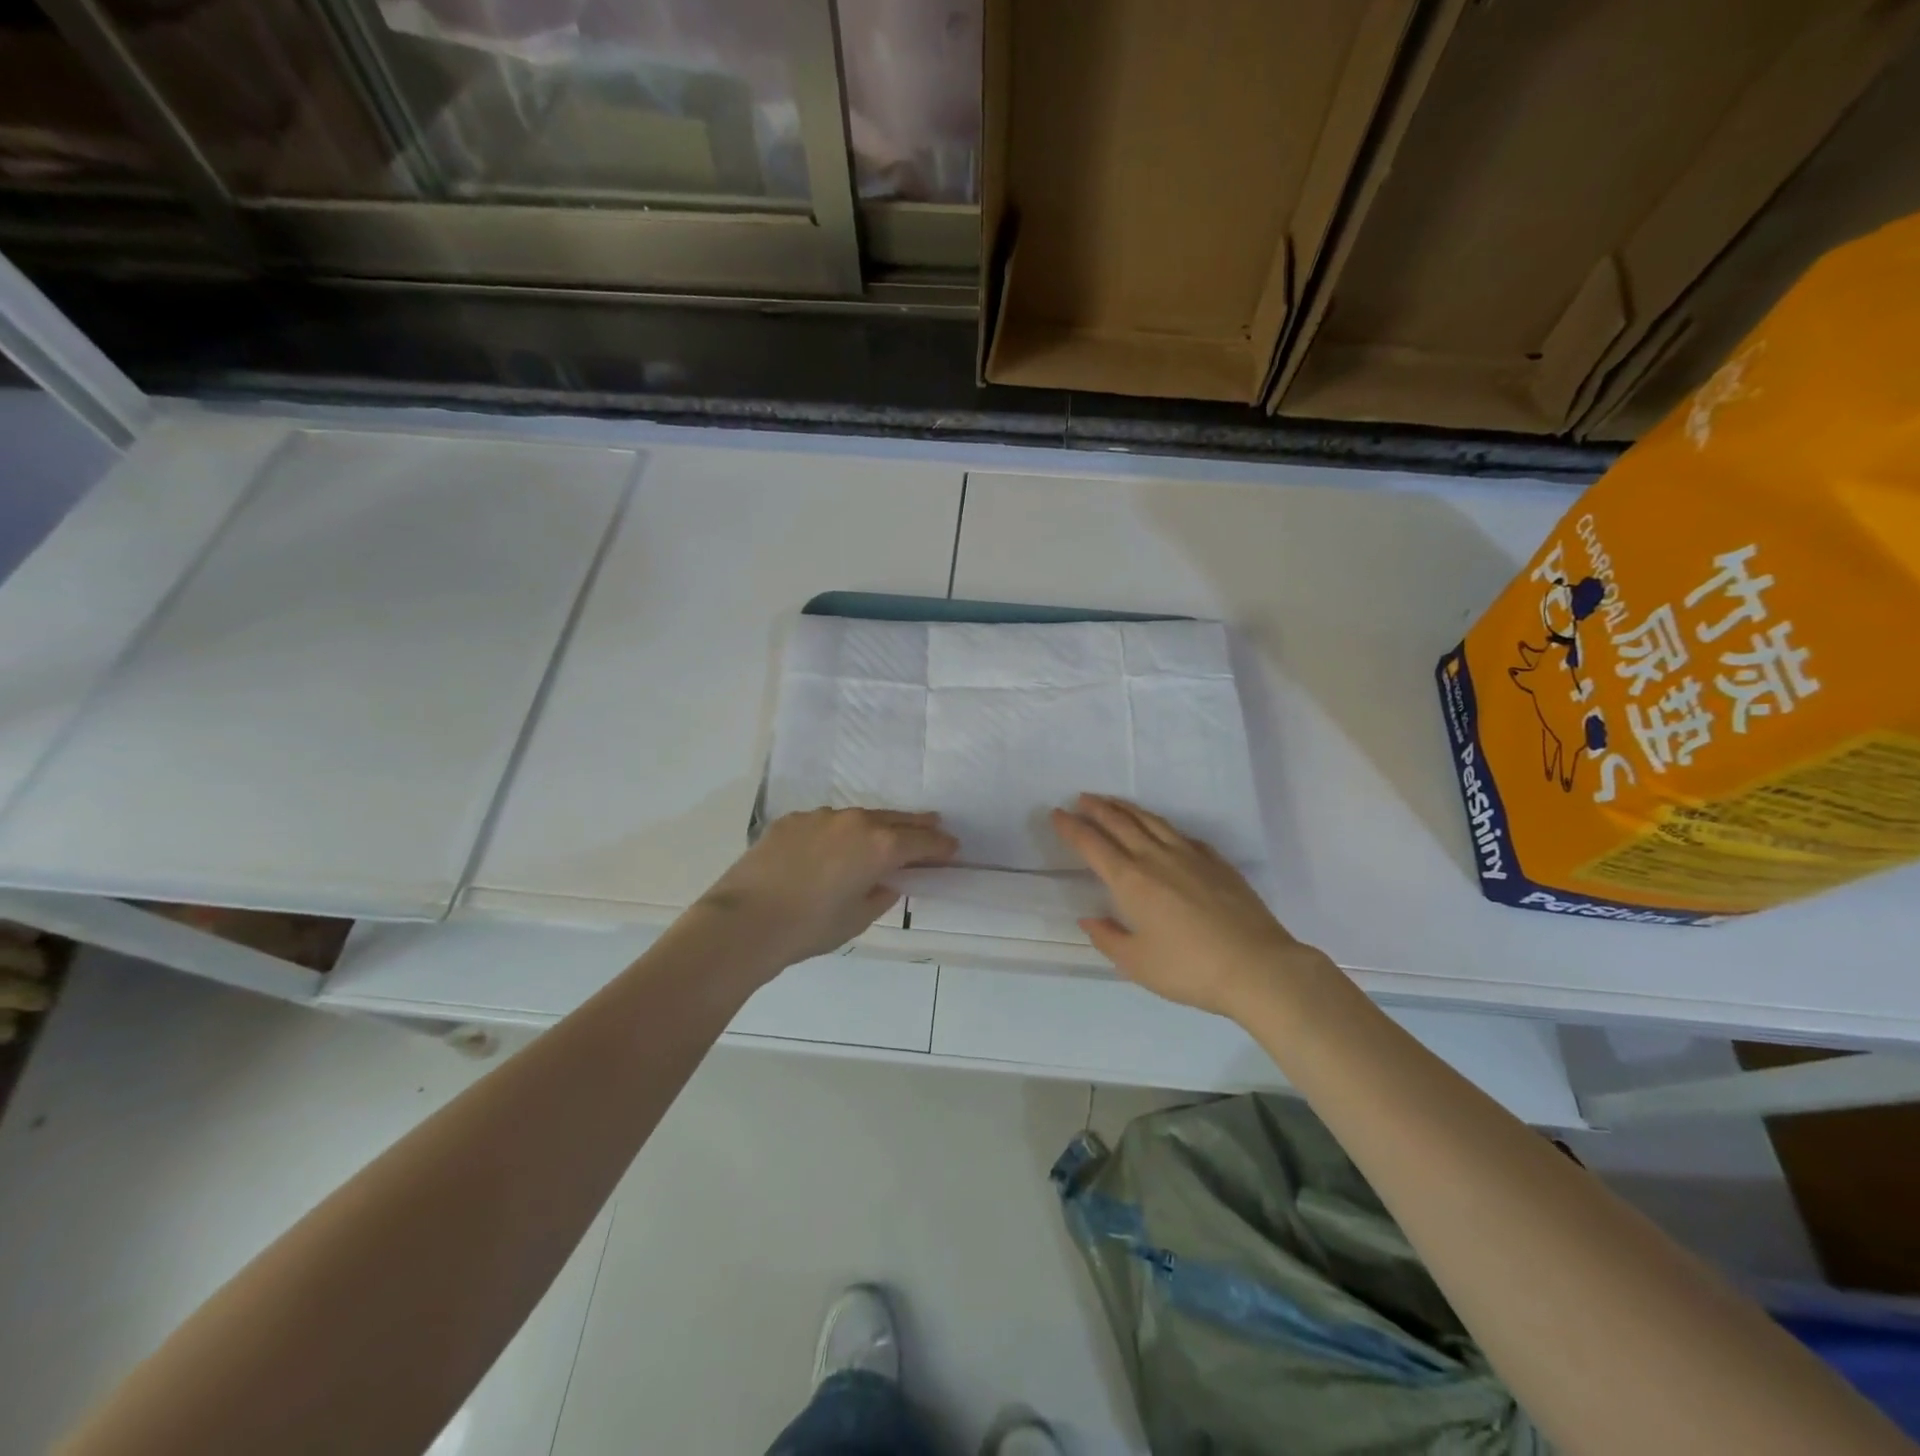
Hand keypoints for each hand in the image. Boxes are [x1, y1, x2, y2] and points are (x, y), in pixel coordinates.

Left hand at [697, 808, 957, 968]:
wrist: (744, 921)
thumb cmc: (809, 928)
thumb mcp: (855, 919)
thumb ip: (879, 896)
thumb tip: (885, 883)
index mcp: (878, 846)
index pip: (920, 841)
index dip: (939, 846)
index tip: (952, 848)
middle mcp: (854, 822)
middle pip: (894, 819)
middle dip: (916, 824)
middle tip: (934, 825)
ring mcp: (820, 817)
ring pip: (859, 817)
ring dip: (876, 825)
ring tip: (884, 834)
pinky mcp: (791, 821)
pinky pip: (826, 823)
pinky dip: (838, 831)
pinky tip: (833, 846)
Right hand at [1052, 794, 1328, 1018]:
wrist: (1257, 967)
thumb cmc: (1189, 969)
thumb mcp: (1137, 964)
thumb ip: (1108, 939)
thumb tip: (1089, 919)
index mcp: (1131, 881)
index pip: (1093, 845)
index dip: (1072, 828)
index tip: (1057, 813)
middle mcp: (1156, 858)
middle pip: (1120, 823)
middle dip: (1097, 809)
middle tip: (1081, 798)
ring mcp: (1190, 856)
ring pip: (1152, 822)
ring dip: (1127, 809)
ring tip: (1113, 802)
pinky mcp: (1216, 862)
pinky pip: (1182, 834)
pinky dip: (1163, 826)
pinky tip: (1162, 830)